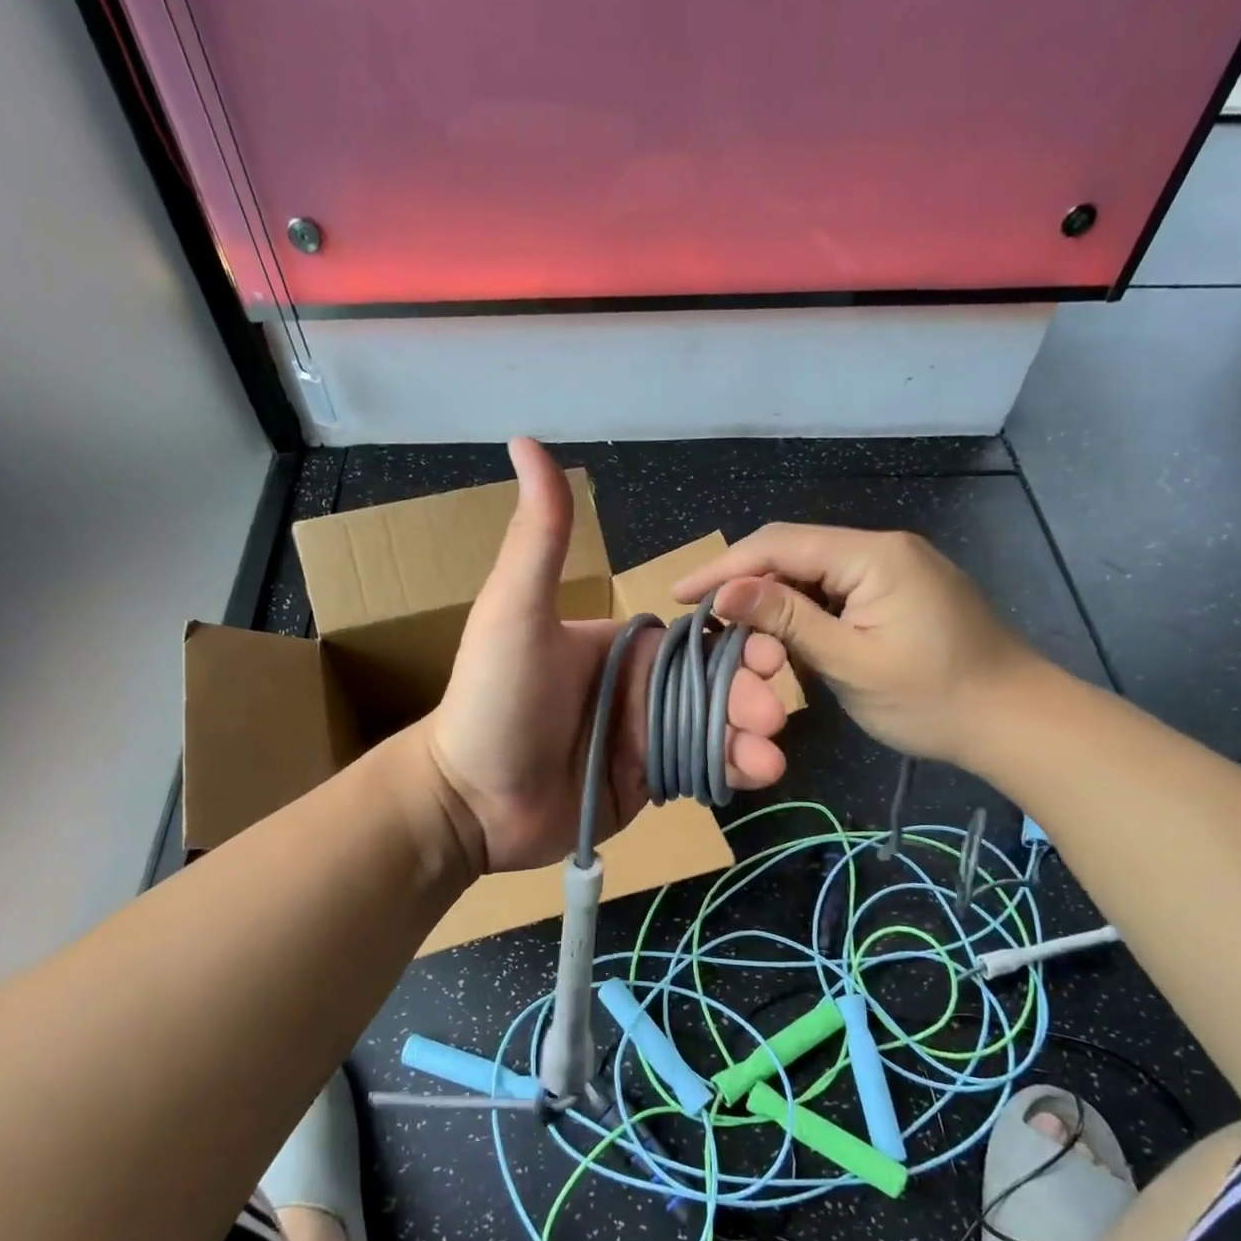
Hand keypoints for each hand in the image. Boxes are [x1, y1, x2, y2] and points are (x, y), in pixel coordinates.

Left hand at [427, 439, 789, 873]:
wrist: (469, 801)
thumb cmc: (494, 700)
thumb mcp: (515, 612)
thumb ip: (540, 536)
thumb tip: (525, 439)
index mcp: (621, 646)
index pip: (695, 638)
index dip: (737, 642)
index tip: (769, 653)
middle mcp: (638, 689)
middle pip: (714, 686)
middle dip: (749, 696)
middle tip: (770, 716)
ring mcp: (644, 738)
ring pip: (714, 730)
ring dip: (748, 739)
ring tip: (769, 758)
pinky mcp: (645, 784)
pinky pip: (697, 771)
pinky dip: (728, 772)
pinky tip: (753, 776)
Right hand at [673, 524, 1043, 767]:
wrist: (1016, 721)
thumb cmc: (933, 699)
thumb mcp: (851, 663)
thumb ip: (787, 621)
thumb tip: (725, 592)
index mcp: (872, 555)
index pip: (779, 545)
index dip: (724, 567)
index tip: (680, 595)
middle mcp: (881, 548)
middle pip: (793, 552)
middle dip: (744, 581)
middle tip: (702, 617)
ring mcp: (893, 568)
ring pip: (812, 572)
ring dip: (771, 598)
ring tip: (731, 629)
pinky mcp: (898, 592)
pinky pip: (835, 590)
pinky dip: (801, 611)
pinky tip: (779, 635)